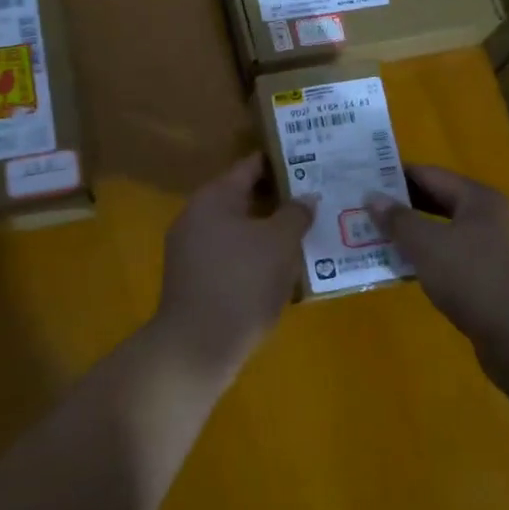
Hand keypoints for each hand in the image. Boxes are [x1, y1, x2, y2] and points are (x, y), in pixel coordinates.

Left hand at [153, 153, 315, 368]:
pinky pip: (231, 256)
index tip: (312, 162)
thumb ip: (296, 213)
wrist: (197, 346)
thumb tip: (305, 197)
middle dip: (279, 200)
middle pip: (244, 198)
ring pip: (239, 230)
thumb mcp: (280, 243)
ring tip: (307, 236)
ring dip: (269, 231)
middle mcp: (196, 216)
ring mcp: (191, 249)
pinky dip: (255, 256)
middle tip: (317, 201)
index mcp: (213, 198)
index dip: (282, 163)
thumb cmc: (242, 283)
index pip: (251, 166)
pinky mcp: (194, 279)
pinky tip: (282, 270)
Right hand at [368, 165, 508, 351]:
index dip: (395, 176)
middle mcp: (489, 218)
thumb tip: (372, 197)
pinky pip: (450, 259)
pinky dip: (426, 260)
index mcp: (478, 199)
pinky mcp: (490, 279)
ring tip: (373, 238)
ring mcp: (492, 250)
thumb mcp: (426, 244)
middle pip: (437, 202)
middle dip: (401, 207)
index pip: (430, 174)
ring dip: (411, 236)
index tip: (363, 180)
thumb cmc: (472, 278)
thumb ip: (398, 219)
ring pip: (443, 233)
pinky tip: (401, 269)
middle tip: (362, 210)